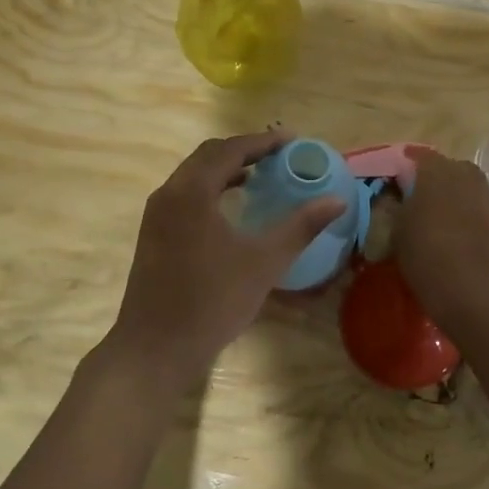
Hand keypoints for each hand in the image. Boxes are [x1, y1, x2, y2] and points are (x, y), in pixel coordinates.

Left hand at [101, 132, 344, 394]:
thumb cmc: (212, 302)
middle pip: (208, 156)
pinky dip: (210, 188)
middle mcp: (169, 193)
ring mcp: (155, 215)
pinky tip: (230, 208)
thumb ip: (300, 227)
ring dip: (225, 168)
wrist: (155, 348)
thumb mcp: (264, 263)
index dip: (262, 142)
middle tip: (277, 155)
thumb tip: (337, 201)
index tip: (291, 140)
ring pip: (193, 175)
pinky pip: (184, 195)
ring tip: (259, 175)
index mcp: (192, 191)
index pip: (230, 149)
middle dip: (244, 150)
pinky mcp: (151, 234)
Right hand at [396, 149, 488, 330]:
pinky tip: (460, 242)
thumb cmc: (427, 256)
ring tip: (439, 227)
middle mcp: (466, 174)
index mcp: (436, 169)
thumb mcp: (396, 232)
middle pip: (446, 171)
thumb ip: (396, 208)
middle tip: (417, 208)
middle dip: (433, 185)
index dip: (404, 172)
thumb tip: (396, 199)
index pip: (416, 158)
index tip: (395, 189)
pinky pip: (481, 211)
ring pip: (466, 191)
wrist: (478, 292)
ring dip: (454, 202)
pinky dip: (471, 220)